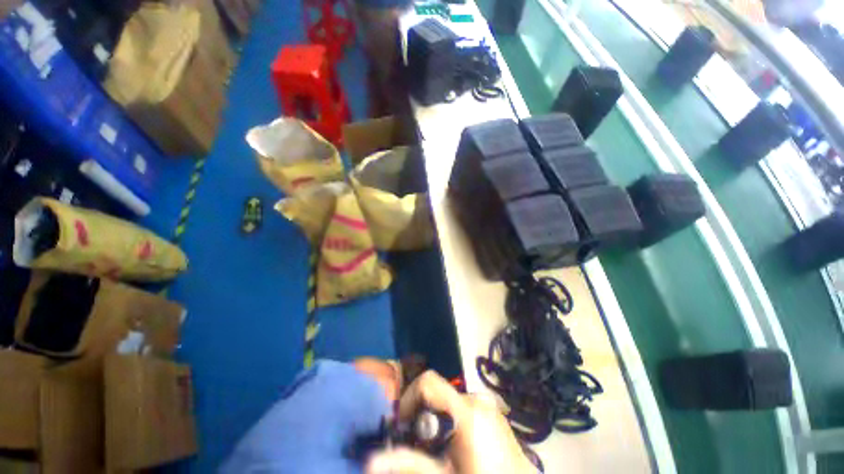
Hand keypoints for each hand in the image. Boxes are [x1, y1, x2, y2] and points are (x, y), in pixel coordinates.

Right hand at [365, 371, 534, 473]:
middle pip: (439, 393)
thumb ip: (409, 464)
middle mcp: (478, 399)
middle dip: (423, 414)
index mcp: (466, 410)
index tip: (402, 423)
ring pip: (451, 401)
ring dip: (438, 419)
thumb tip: (371, 462)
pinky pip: (465, 407)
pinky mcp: (494, 412)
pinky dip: (454, 420)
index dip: (409, 397)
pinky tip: (459, 447)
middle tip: (420, 443)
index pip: (428, 381)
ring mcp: (489, 404)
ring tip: (440, 450)